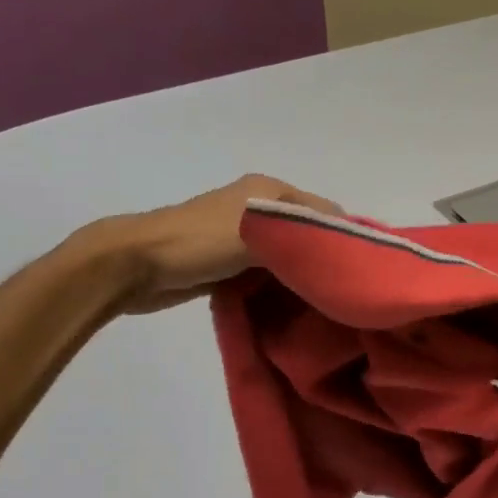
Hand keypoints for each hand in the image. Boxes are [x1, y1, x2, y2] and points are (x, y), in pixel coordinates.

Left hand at [71, 174, 341, 314]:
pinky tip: (294, 306)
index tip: (362, 272)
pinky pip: (269, 273)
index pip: (327, 211)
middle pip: (309, 233)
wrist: (135, 264)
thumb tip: (345, 247)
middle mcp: (261, 207)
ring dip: (304, 276)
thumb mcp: (259, 233)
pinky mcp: (230, 261)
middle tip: (346, 293)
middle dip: (326, 259)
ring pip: (290, 255)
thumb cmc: (199, 242)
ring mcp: (244, 235)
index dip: (345, 238)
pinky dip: (281, 286)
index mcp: (271, 190)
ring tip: (326, 304)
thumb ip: (303, 236)